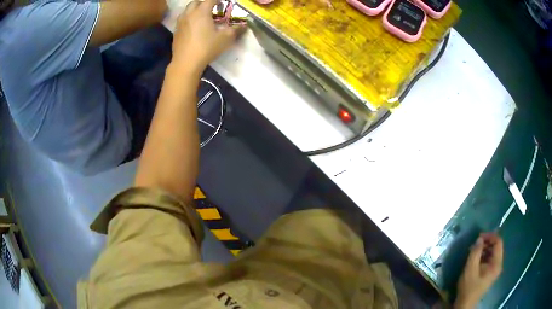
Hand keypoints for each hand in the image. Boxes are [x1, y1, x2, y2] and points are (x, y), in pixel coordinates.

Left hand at [172, 0, 246, 73]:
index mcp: (201, 12)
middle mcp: (189, 14)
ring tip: (201, 17)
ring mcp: (180, 23)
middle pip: (195, 3)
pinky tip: (193, 27)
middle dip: (204, 3)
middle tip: (211, 8)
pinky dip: (188, 19)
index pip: (210, 0)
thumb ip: (235, 30)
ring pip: (187, 11)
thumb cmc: (206, 48)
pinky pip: (182, 20)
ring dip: (194, 10)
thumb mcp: (225, 39)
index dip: (217, 0)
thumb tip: (244, 26)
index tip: (222, 3)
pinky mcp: (175, 32)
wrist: (186, 63)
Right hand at [455, 233, 503, 307]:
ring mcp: (494, 269)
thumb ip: (475, 252)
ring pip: (492, 253)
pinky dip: (483, 256)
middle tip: (474, 244)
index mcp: (496, 263)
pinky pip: (489, 259)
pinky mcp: (489, 273)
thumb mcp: (470, 269)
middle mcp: (498, 264)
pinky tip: (474, 259)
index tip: (479, 236)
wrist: (465, 304)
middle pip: (496, 247)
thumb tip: (479, 239)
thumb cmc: (468, 287)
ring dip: (483, 249)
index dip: (490, 236)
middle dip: (486, 243)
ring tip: (473, 251)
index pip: (498, 242)